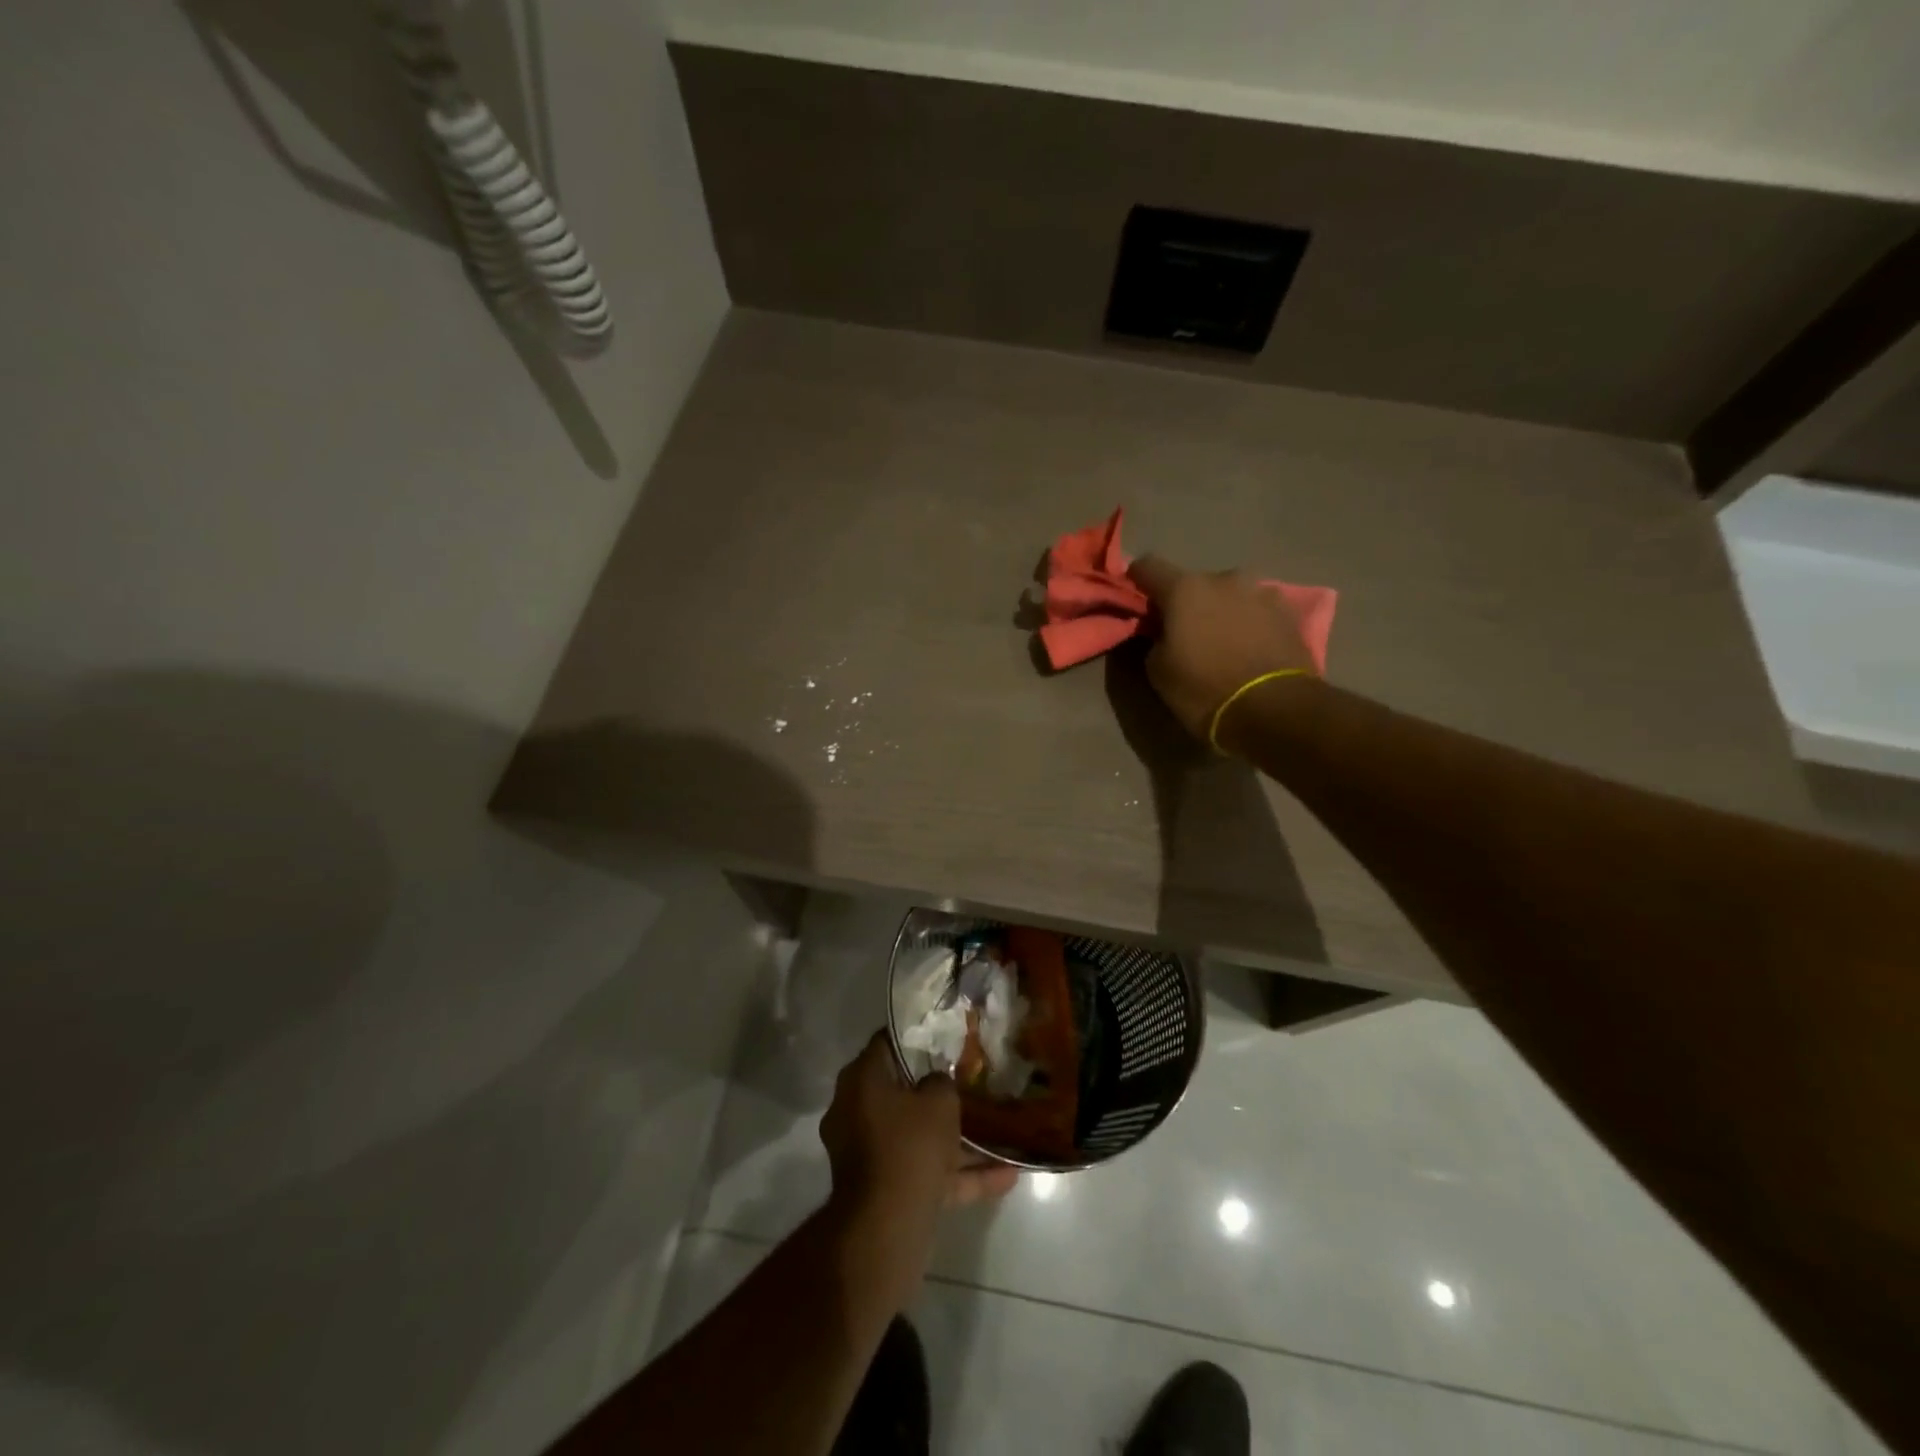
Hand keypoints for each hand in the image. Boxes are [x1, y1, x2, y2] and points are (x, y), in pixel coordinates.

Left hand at [820, 1033, 1017, 1300]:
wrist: (886, 1228)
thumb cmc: (909, 1145)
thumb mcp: (939, 1100)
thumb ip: (941, 1082)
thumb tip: (937, 1082)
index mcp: (860, 1082)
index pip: (887, 1044)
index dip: (917, 1036)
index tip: (944, 1034)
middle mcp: (857, 1112)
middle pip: (902, 1092)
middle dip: (938, 1092)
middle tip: (971, 1080)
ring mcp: (870, 1154)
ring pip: (918, 1137)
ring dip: (957, 1139)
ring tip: (999, 1131)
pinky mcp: (886, 1190)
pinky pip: (926, 1173)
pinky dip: (960, 1175)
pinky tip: (1007, 1176)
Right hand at [1127, 554, 1317, 746]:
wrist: (1275, 711)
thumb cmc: (1204, 690)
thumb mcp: (1158, 670)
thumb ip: (1155, 638)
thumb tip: (1163, 630)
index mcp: (1185, 589)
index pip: (1148, 565)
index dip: (1137, 580)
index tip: (1136, 600)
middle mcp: (1225, 579)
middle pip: (1194, 582)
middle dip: (1186, 602)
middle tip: (1184, 632)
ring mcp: (1262, 592)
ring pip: (1230, 594)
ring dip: (1221, 610)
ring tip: (1222, 641)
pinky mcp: (1289, 613)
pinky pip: (1257, 610)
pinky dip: (1248, 622)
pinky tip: (1249, 648)